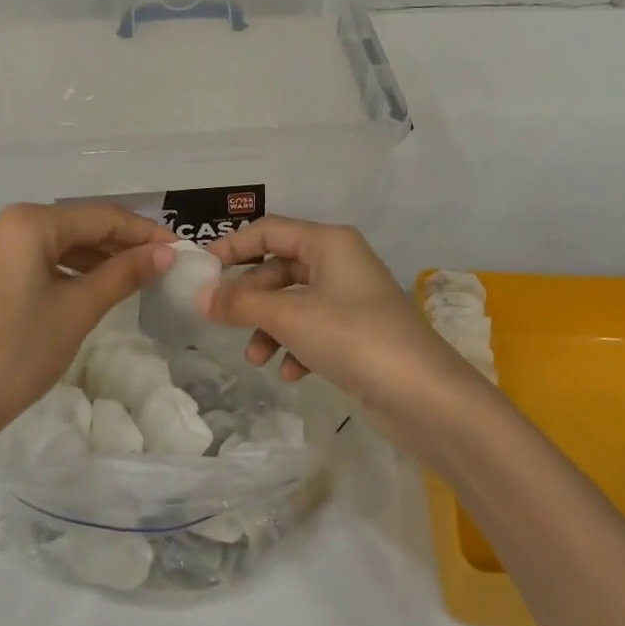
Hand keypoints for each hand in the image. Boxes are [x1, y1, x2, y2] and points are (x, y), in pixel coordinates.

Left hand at [0, 203, 173, 454]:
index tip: (179, 249)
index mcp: (26, 222)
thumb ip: (124, 274)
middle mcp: (1, 223)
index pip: (100, 217)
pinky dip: (65, 269)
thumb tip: (166, 253)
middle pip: (76, 225)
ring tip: (134, 276)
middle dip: (119, 243)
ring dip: (94, 257)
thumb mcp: (78, 310)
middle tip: (161, 264)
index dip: (143, 232)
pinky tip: (90, 286)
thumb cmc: (16, 353)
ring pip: (54, 243)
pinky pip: (33, 260)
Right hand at [200, 217, 493, 450]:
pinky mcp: (358, 333)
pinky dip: (296, 346)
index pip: (270, 230)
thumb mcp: (290, 316)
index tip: (201, 271)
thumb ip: (241, 303)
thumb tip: (200, 297)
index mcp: (329, 242)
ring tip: (257, 358)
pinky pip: (313, 329)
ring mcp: (351, 299)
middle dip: (250, 297)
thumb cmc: (353, 338)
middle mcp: (341, 263)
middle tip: (222, 321)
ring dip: (269, 327)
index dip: (233, 247)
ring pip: (293, 303)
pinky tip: (291, 374)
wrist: (424, 395)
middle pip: (279, 268)